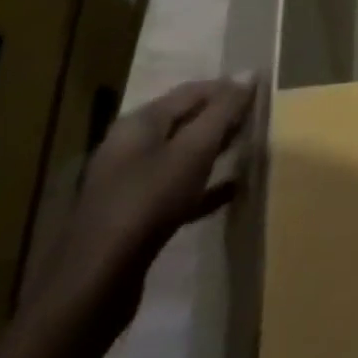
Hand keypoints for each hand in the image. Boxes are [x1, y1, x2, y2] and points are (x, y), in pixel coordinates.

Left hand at [30, 76, 255, 335]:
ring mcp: (129, 184)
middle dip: (222, 118)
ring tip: (250, 148)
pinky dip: (204, 185)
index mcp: (140, 123)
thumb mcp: (193, 151)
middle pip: (185, 121)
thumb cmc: (147, 202)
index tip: (263, 92)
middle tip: (260, 119)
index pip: (192, 91)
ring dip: (215, 150)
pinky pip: (177, 190)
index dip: (228, 87)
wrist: (95, 285)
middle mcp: (130, 147)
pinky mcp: (134, 218)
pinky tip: (231, 191)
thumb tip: (249, 72)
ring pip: (181, 156)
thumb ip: (223, 111)